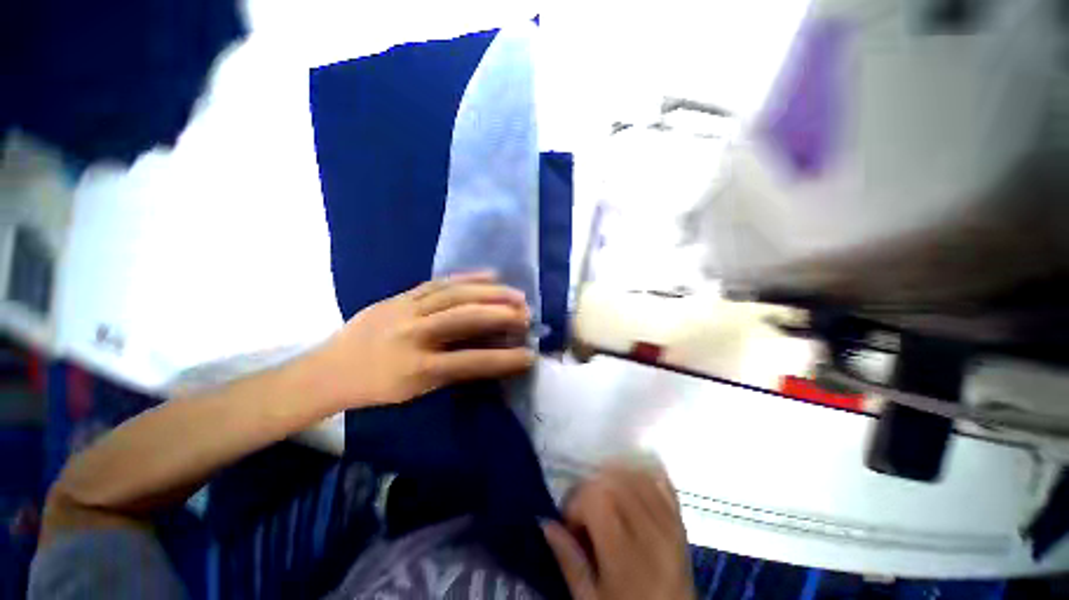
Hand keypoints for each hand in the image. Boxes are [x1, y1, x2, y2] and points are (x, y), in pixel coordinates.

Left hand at [307, 272, 533, 409]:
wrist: (330, 369)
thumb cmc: (377, 388)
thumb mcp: (416, 390)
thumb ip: (454, 370)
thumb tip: (490, 353)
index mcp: (416, 369)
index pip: (469, 362)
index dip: (503, 360)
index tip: (529, 356)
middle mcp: (413, 335)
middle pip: (464, 318)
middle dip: (501, 314)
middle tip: (527, 314)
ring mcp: (406, 310)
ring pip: (455, 294)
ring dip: (490, 292)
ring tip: (516, 294)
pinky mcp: (401, 295)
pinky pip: (439, 282)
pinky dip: (467, 277)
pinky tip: (489, 274)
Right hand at [543, 463, 695, 599]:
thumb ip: (569, 561)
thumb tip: (545, 521)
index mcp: (628, 560)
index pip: (598, 499)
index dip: (577, 503)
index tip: (571, 523)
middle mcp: (653, 535)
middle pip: (615, 482)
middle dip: (591, 489)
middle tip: (584, 513)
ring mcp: (671, 524)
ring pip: (635, 475)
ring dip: (612, 479)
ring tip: (603, 501)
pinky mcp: (681, 521)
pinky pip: (660, 481)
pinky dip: (640, 475)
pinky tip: (627, 484)